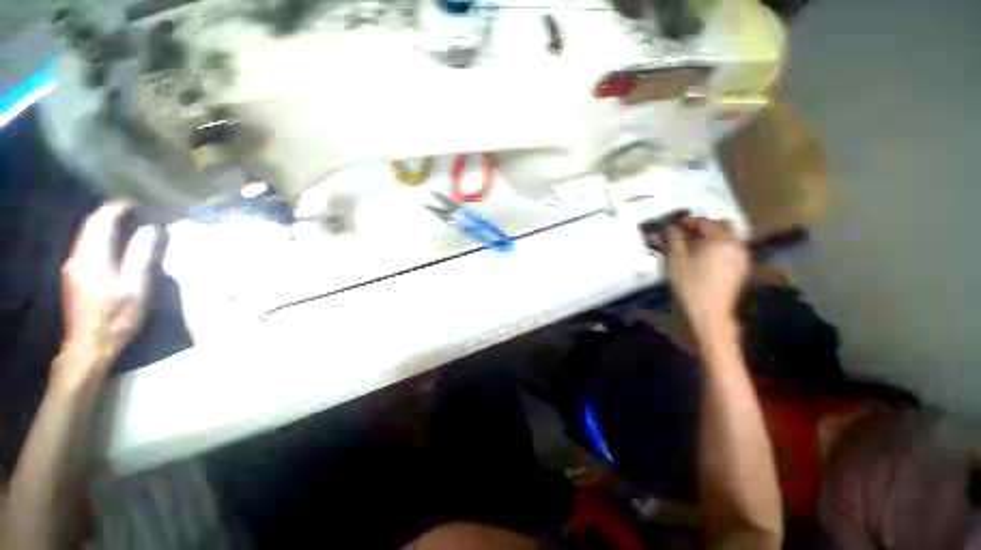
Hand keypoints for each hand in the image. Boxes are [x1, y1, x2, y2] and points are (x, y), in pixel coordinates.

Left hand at [57, 201, 157, 381]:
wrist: (89, 346)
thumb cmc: (116, 317)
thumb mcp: (136, 288)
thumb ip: (140, 256)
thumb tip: (150, 229)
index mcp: (93, 257)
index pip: (102, 221)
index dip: (118, 208)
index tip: (136, 203)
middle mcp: (78, 256)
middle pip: (90, 225)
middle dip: (109, 213)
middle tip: (132, 210)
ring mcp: (72, 266)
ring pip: (85, 235)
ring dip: (102, 224)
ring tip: (124, 223)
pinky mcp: (73, 275)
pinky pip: (84, 246)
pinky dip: (98, 237)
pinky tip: (110, 242)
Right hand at [664, 216, 748, 331]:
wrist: (711, 312)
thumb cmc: (691, 285)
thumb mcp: (677, 262)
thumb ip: (674, 240)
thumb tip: (670, 227)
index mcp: (720, 240)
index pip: (704, 221)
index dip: (688, 220)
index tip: (674, 224)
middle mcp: (736, 244)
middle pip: (720, 226)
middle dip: (702, 227)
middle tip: (684, 233)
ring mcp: (742, 255)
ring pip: (726, 237)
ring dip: (710, 237)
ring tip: (693, 245)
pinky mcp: (743, 266)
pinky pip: (730, 247)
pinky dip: (718, 246)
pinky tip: (705, 257)